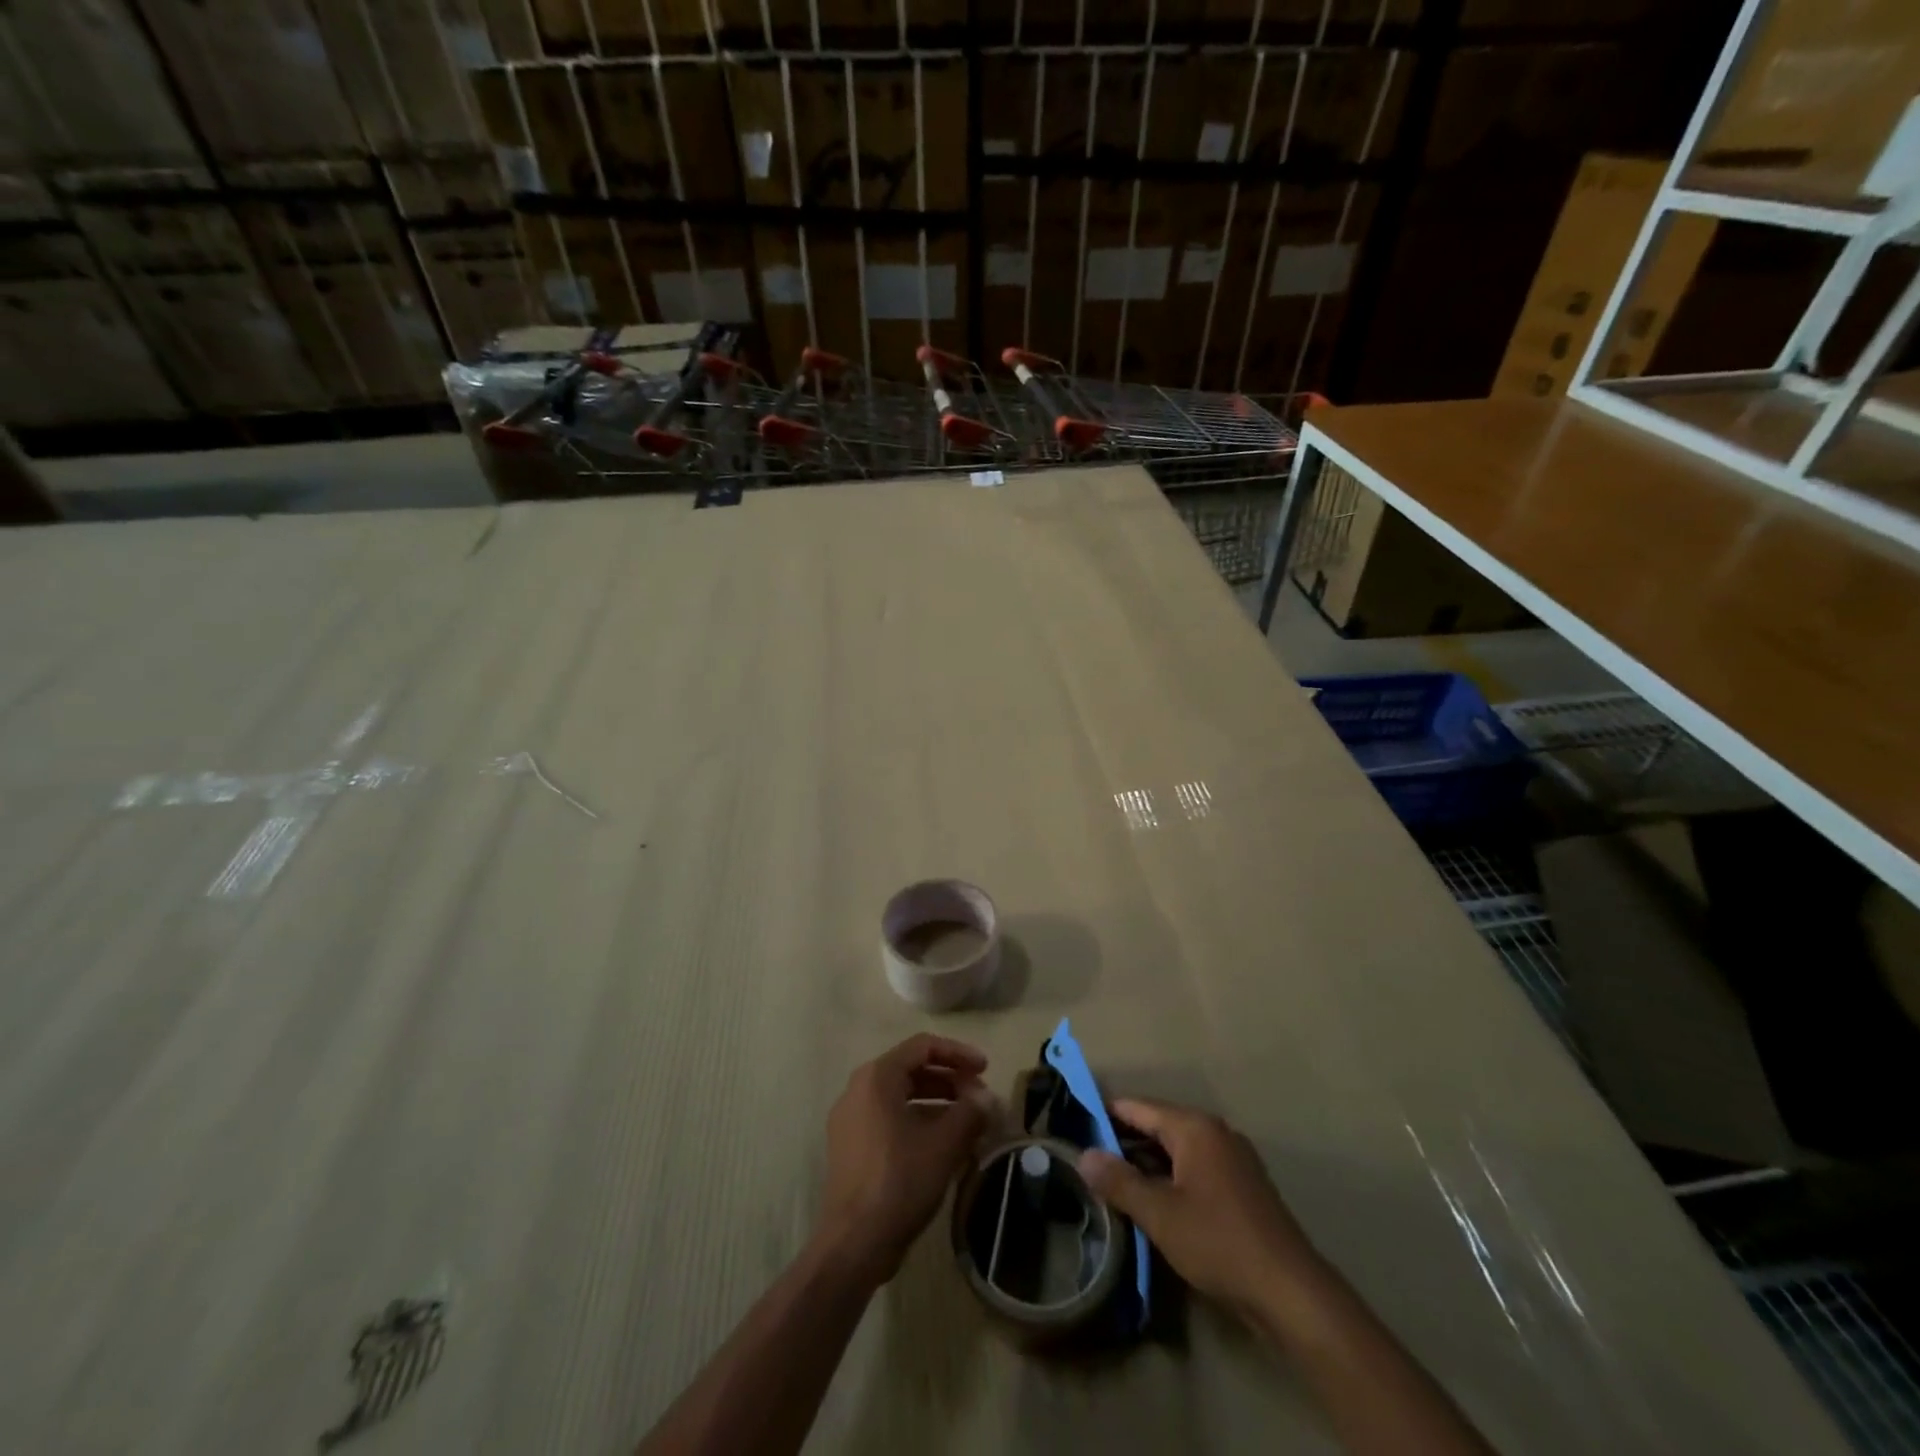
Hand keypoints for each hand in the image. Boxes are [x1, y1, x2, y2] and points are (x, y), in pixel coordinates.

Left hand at [816, 1034, 993, 1287]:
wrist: (853, 1244)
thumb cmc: (900, 1182)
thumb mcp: (944, 1144)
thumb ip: (971, 1113)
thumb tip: (988, 1098)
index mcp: (877, 1077)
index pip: (923, 1046)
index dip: (958, 1053)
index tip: (986, 1069)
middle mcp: (859, 1089)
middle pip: (912, 1069)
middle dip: (950, 1080)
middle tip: (980, 1098)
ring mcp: (851, 1119)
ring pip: (902, 1096)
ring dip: (938, 1103)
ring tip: (969, 1122)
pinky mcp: (851, 1147)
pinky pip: (890, 1119)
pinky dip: (919, 1122)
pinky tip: (944, 1145)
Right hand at [1078, 1099, 1323, 1324]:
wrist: (1290, 1292)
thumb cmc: (1219, 1243)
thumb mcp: (1160, 1214)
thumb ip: (1119, 1181)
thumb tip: (1083, 1154)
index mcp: (1194, 1127)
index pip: (1138, 1107)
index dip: (1105, 1114)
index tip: (1076, 1124)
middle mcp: (1215, 1131)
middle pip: (1158, 1124)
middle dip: (1124, 1140)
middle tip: (1088, 1156)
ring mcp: (1233, 1157)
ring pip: (1177, 1148)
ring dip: (1147, 1161)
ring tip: (1113, 1179)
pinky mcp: (1243, 1185)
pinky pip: (1195, 1166)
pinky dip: (1171, 1175)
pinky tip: (1154, 1200)